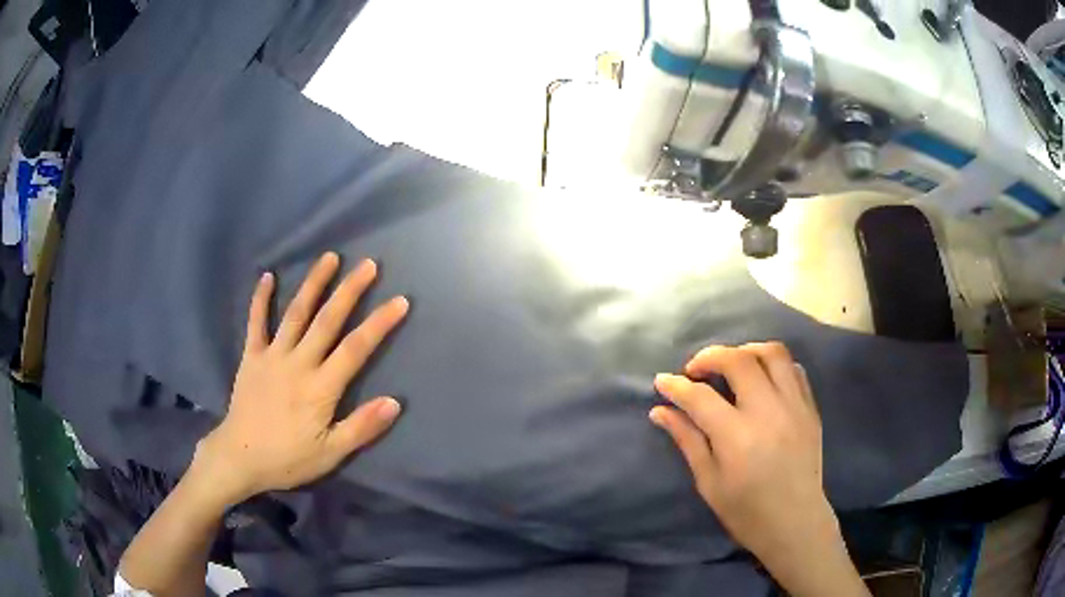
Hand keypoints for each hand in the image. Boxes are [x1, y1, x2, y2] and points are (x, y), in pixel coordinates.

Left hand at [195, 252, 408, 505]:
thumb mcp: (330, 454)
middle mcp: (298, 363)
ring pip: (296, 313)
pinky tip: (267, 277)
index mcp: (320, 388)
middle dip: (350, 291)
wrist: (239, 457)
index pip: (356, 349)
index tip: (400, 301)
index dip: (379, 324)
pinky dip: (260, 299)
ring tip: (330, 258)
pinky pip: (255, 322)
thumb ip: (361, 427)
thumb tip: (394, 402)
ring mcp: (272, 355)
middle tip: (368, 264)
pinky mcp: (251, 356)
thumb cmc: (288, 458)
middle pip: (327, 321)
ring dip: (313, 284)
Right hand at [651, 343, 867, 596]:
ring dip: (746, 351)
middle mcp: (768, 412)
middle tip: (696, 370)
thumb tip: (660, 411)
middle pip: (738, 360)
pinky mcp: (810, 408)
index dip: (676, 386)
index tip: (662, 381)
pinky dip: (774, 365)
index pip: (700, 397)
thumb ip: (687, 440)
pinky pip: (794, 369)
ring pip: (772, 354)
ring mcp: (794, 406)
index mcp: (737, 437)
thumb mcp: (709, 482)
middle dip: (710, 356)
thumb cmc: (746, 511)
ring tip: (731, 365)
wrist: (795, 522)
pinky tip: (762, 379)